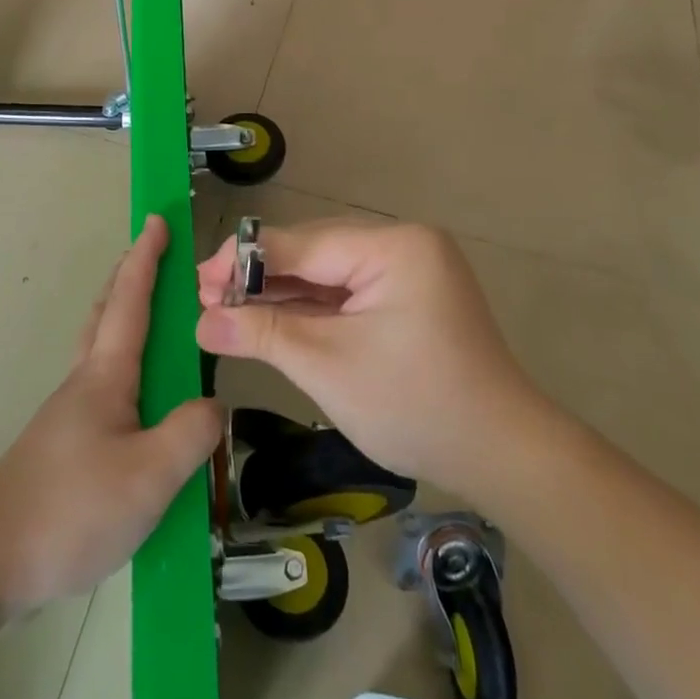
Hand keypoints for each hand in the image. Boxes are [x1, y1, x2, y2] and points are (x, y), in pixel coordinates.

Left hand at [0, 216, 222, 613]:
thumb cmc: (71, 508)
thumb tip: (214, 405)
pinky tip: (142, 401)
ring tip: (157, 322)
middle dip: (130, 278)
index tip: (157, 220)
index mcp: (106, 375)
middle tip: (154, 257)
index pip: (130, 300)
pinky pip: (103, 384)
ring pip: (102, 348)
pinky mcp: (65, 444)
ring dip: (124, 317)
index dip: (146, 258)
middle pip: (107, 313)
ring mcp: (70, 413)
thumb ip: (191, 434)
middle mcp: (85, 382)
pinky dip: (125, 363)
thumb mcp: (149, 476)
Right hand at [195, 221, 542, 492]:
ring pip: (328, 274)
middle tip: (207, 299)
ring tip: (226, 310)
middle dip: (260, 279)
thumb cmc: (415, 405)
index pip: (303, 243)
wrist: (501, 455)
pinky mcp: (408, 297)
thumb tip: (200, 321)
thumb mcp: (328, 366)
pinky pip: (348, 293)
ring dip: (281, 294)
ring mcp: (409, 271)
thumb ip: (262, 333)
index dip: (245, 261)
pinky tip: (270, 318)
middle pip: (314, 253)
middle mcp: (403, 245)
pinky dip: (311, 309)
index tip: (198, 279)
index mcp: (394, 247)